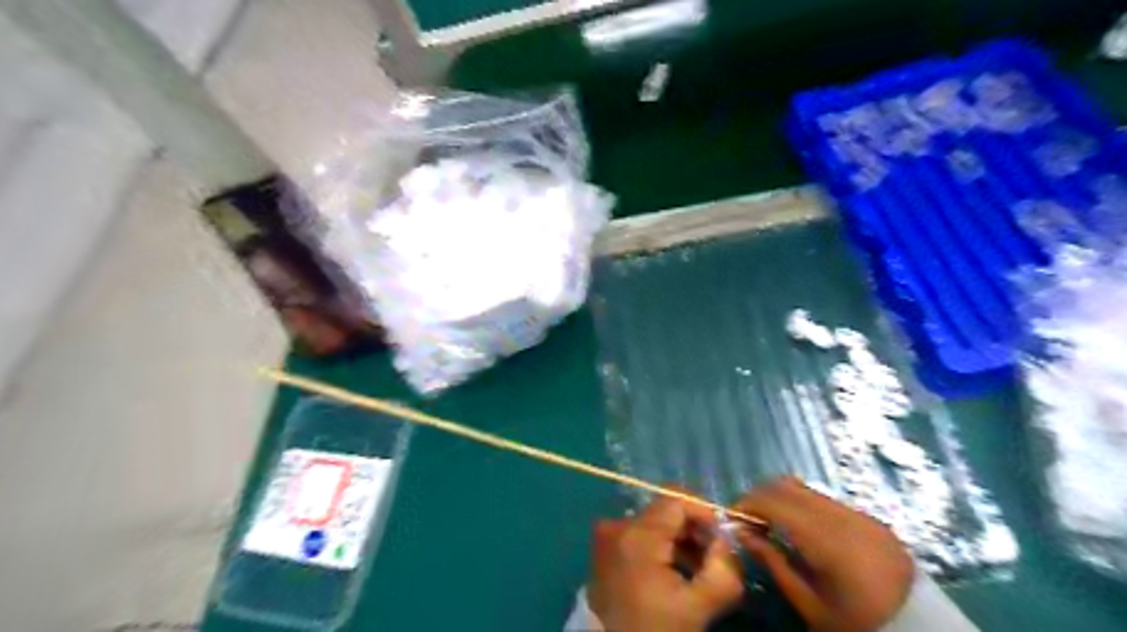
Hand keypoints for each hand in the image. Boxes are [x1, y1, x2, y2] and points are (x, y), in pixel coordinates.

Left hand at [590, 496, 744, 629]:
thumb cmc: (653, 629)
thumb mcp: (696, 608)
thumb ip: (723, 572)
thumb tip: (726, 542)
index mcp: (636, 533)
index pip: (676, 499)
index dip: (704, 512)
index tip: (723, 539)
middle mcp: (617, 524)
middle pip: (666, 510)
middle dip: (695, 530)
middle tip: (714, 559)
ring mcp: (607, 534)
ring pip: (655, 521)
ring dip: (680, 540)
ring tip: (697, 570)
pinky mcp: (604, 546)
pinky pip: (641, 532)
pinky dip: (662, 546)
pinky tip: (675, 571)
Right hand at [736, 478, 908, 631]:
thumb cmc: (858, 624)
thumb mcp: (809, 604)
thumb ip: (773, 562)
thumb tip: (743, 532)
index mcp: (828, 539)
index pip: (775, 500)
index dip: (747, 503)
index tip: (733, 518)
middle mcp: (843, 516)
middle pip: (788, 486)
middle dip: (760, 496)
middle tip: (748, 520)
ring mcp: (860, 514)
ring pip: (806, 489)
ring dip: (781, 498)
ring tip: (772, 524)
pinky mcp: (871, 518)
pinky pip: (826, 500)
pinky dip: (803, 506)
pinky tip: (801, 530)